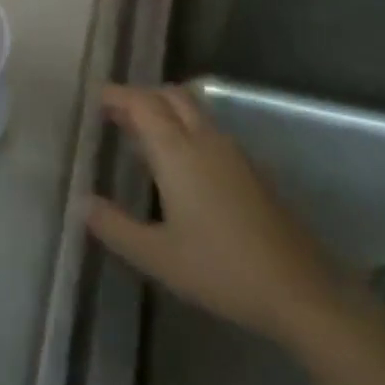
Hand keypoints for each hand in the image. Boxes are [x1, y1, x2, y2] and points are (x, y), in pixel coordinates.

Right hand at [85, 84, 345, 345]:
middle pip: (169, 95)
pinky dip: (183, 128)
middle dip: (140, 97)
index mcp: (178, 151)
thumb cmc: (222, 270)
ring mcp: (232, 151)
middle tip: (114, 114)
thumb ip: (116, 227)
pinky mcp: (249, 168)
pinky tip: (177, 164)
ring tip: (139, 135)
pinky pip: (207, 129)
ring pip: (192, 110)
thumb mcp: (158, 257)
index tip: (94, 99)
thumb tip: (83, 203)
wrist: (300, 290)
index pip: (142, 103)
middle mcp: (204, 139)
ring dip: (163, 111)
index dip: (117, 96)